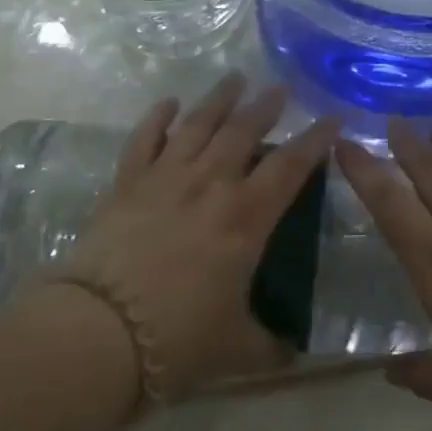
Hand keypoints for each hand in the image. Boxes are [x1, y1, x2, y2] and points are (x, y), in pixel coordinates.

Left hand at [58, 74, 337, 401]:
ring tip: (235, 78)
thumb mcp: (237, 350)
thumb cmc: (178, 340)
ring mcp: (165, 179)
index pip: (291, 166)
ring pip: (198, 124)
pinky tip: (169, 103)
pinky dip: (158, 117)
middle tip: (281, 88)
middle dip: (267, 106)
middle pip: (244, 130)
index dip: (316, 139)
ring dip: (219, 98)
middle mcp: (210, 185)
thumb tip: (294, 353)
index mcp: (245, 218)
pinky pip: (145, 139)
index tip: (333, 117)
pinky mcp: (126, 184)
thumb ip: (270, 345)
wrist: (98, 334)